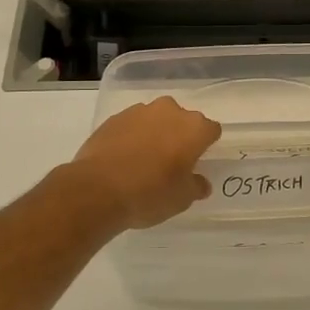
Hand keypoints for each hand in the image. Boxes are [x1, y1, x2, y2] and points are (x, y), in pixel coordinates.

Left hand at [71, 97, 221, 229]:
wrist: (97, 189)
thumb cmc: (150, 193)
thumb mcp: (182, 199)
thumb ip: (196, 186)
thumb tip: (200, 182)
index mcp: (194, 128)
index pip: (211, 130)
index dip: (206, 145)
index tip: (197, 162)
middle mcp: (170, 111)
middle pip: (183, 120)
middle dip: (180, 136)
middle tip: (171, 162)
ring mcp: (140, 111)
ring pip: (156, 119)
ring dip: (155, 133)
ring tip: (144, 160)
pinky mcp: (114, 117)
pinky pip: (132, 124)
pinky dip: (132, 136)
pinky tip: (124, 158)